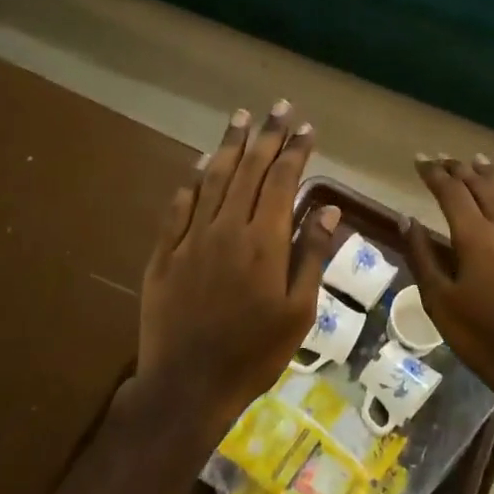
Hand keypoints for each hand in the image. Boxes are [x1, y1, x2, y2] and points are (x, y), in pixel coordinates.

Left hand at [137, 102, 339, 434]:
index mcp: (263, 242)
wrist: (187, 386)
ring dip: (229, 145)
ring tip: (241, 117)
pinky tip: (198, 164)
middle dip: (266, 136)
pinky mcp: (164, 254)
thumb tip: (329, 209)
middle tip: (278, 107)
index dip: (295, 151)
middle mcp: (226, 229)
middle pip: (248, 170)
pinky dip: (190, 181)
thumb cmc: (254, 354)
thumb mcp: (298, 312)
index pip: (281, 182)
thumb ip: (311, 256)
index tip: (306, 128)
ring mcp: (191, 239)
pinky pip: (178, 207)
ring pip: (212, 179)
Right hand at [404, 154, 493, 399]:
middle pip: (480, 185)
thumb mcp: (438, 299)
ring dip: (489, 176)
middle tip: (442, 159)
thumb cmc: (479, 334)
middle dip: (459, 169)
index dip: (433, 173)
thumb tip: (406, 219)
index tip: (419, 160)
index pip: (451, 190)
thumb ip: (422, 255)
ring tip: (477, 162)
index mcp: (474, 235)